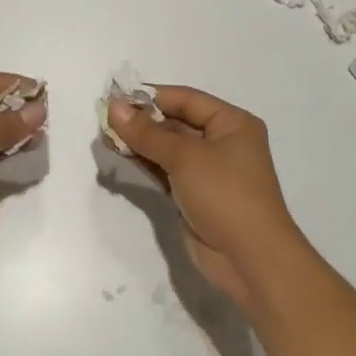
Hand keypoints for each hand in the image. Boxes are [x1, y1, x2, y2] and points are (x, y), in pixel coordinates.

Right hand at [107, 86, 306, 309]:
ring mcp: (209, 172)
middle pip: (177, 122)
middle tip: (105, 118)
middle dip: (143, 120)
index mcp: (232, 123)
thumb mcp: (184, 157)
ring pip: (169, 148)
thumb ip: (146, 132)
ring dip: (140, 142)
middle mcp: (223, 142)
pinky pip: (166, 171)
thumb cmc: (225, 194)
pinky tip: (120, 155)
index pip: (187, 99)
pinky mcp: (195, 196)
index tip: (117, 96)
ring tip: (106, 136)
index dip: (152, 96)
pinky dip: (145, 162)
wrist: (250, 260)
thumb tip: (113, 106)